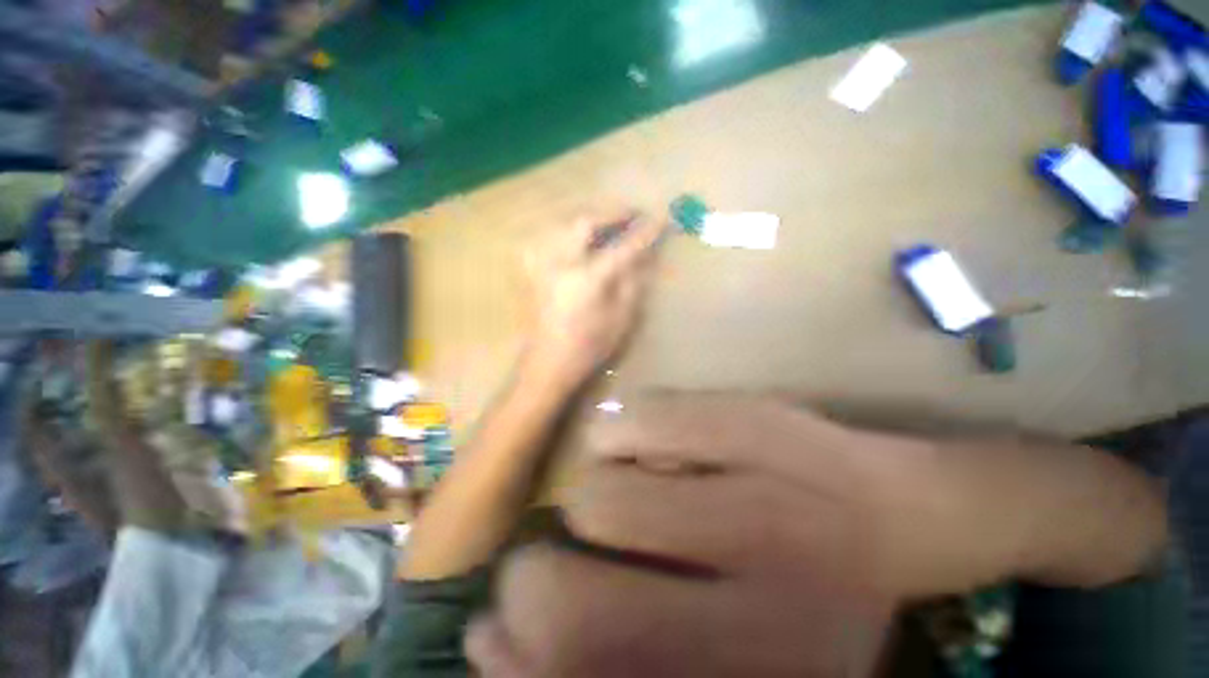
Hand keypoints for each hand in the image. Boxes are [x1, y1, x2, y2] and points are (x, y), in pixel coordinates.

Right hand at [464, 395, 1164, 676]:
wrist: (898, 513)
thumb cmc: (808, 597)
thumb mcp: (717, 662)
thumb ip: (607, 659)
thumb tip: (491, 642)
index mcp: (747, 676)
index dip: (516, 661)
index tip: (493, 628)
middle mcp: (758, 606)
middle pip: (575, 598)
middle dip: (536, 574)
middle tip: (559, 550)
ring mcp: (757, 497)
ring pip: (597, 494)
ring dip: (590, 493)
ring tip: (632, 490)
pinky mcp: (751, 420)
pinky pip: (635, 421)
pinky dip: (617, 433)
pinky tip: (646, 444)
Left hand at [520, 211, 664, 393]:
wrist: (546, 364)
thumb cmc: (588, 348)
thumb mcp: (620, 319)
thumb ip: (632, 283)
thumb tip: (644, 257)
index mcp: (587, 279)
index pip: (622, 247)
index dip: (644, 232)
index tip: (662, 219)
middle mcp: (561, 263)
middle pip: (587, 222)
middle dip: (613, 213)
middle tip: (633, 214)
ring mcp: (542, 263)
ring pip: (567, 224)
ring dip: (592, 218)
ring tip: (612, 223)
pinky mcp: (532, 269)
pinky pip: (553, 236)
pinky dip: (572, 230)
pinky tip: (583, 238)